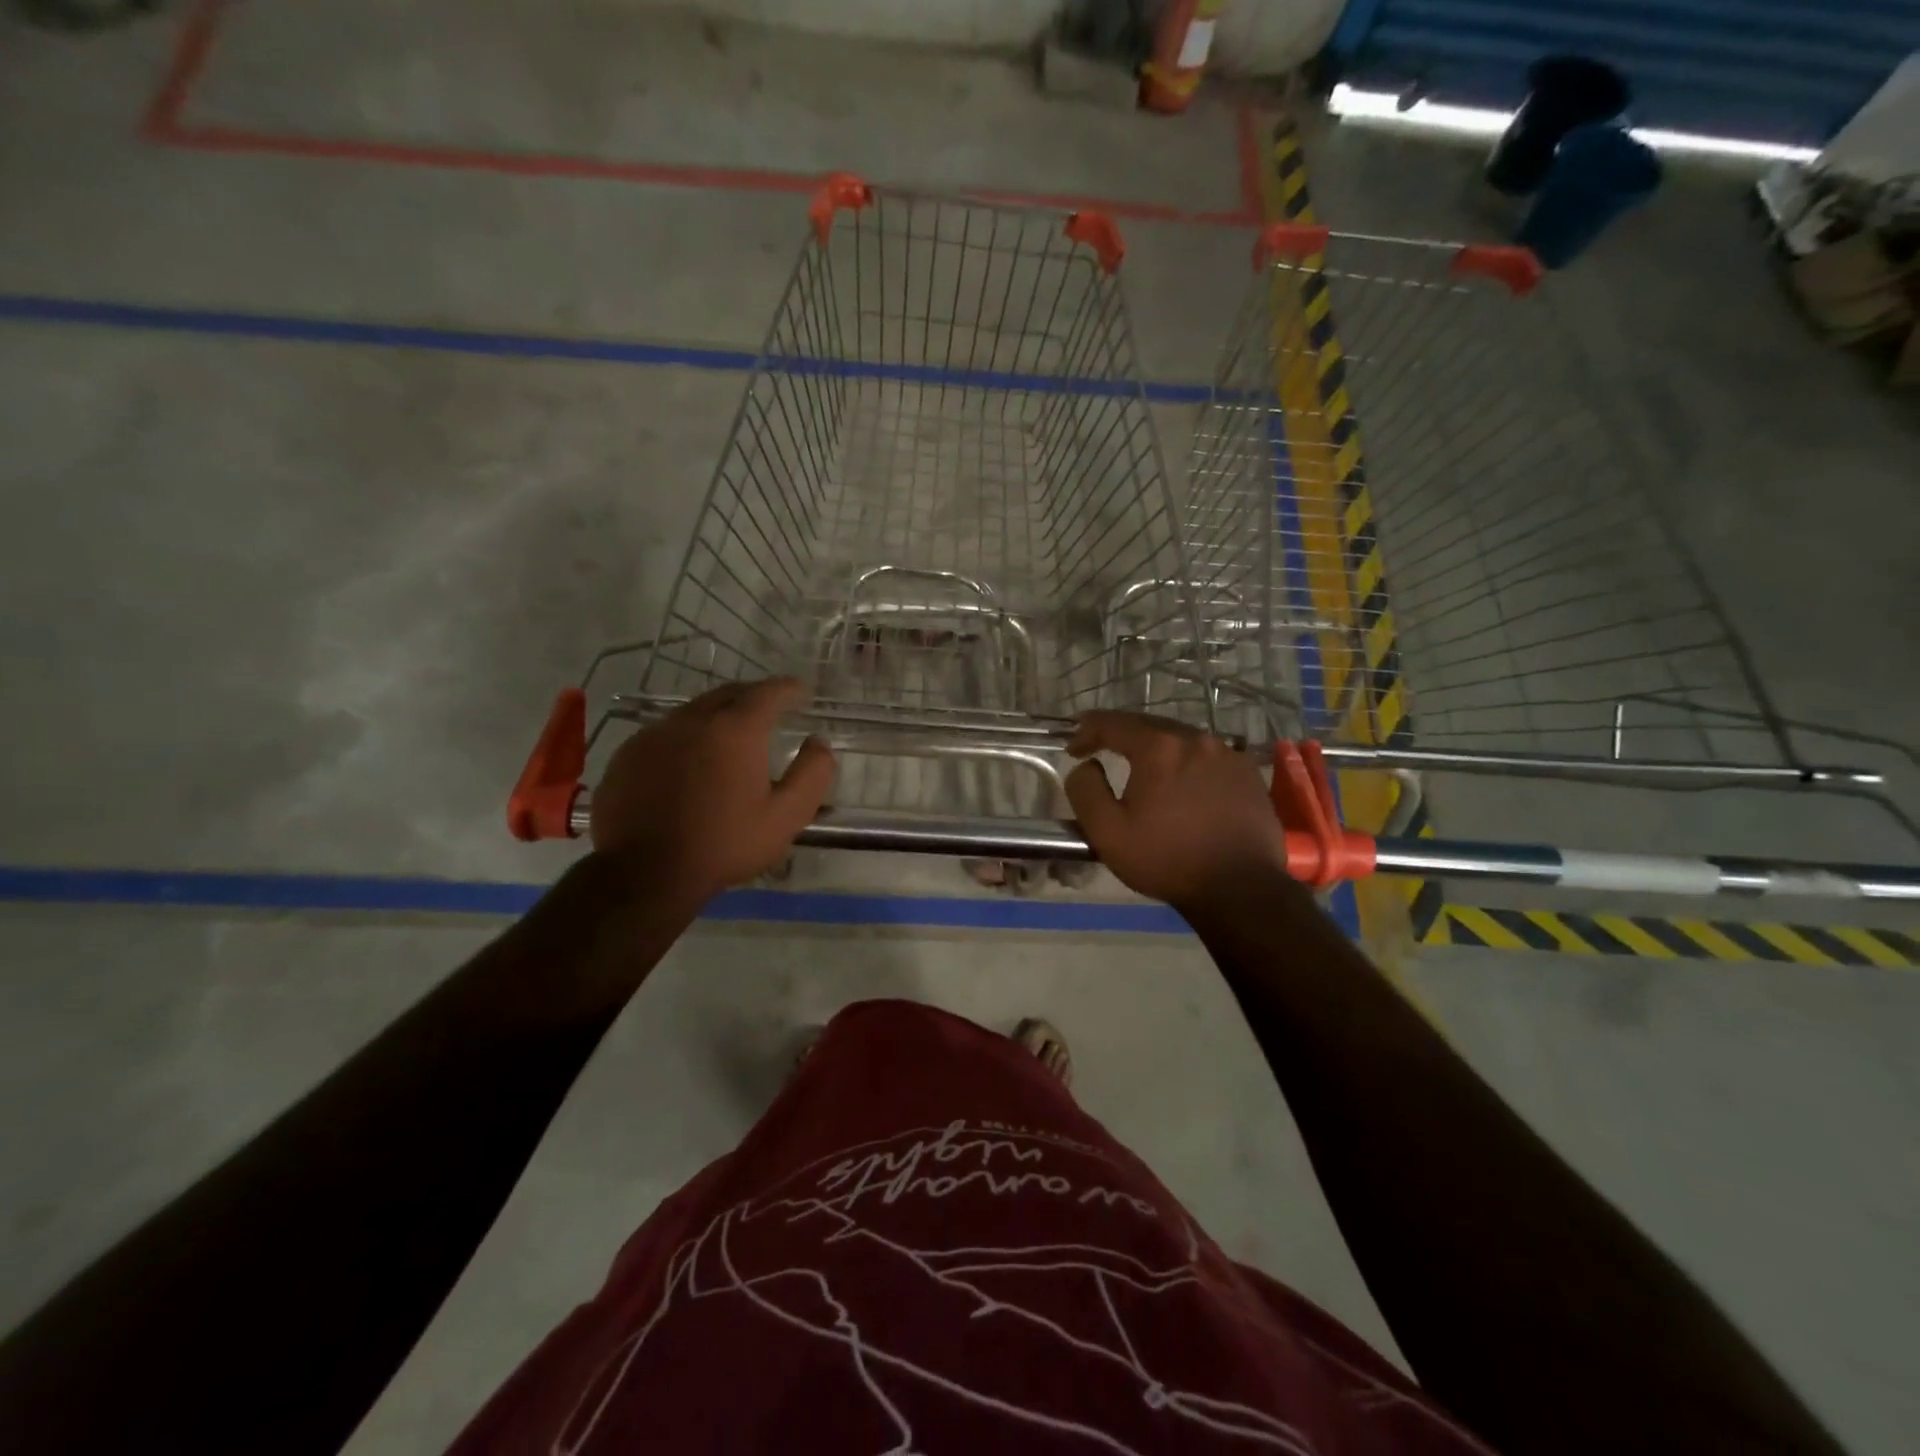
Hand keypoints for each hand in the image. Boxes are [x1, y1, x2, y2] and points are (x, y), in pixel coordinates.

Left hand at [589, 679, 835, 901]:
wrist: (645, 874)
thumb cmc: (724, 844)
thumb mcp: (786, 816)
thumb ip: (811, 774)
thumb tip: (819, 742)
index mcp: (735, 730)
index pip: (768, 693)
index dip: (788, 688)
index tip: (801, 690)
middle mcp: (693, 719)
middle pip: (729, 694)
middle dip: (753, 696)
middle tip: (770, 707)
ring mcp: (654, 734)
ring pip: (694, 711)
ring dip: (718, 714)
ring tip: (731, 733)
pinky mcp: (627, 754)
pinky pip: (665, 732)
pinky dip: (687, 736)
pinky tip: (690, 760)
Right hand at [1065, 711, 1288, 910]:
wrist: (1241, 888)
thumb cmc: (1167, 859)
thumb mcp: (1107, 832)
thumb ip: (1086, 790)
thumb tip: (1085, 766)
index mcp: (1159, 747)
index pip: (1113, 724)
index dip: (1086, 731)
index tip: (1073, 749)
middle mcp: (1195, 739)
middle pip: (1149, 725)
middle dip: (1120, 734)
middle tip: (1101, 748)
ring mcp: (1227, 754)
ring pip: (1180, 738)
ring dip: (1155, 747)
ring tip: (1141, 765)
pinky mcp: (1248, 773)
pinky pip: (1207, 756)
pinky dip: (1186, 761)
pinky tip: (1182, 781)